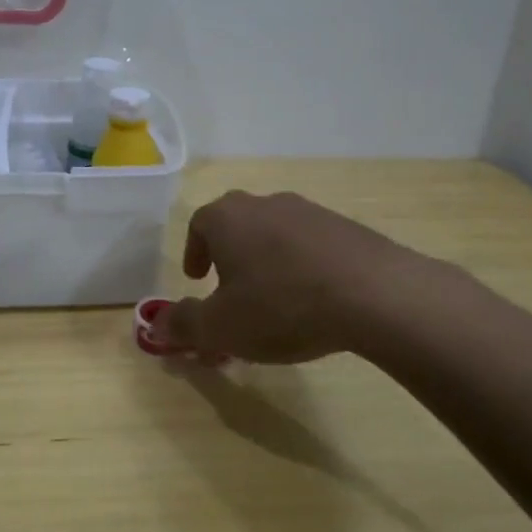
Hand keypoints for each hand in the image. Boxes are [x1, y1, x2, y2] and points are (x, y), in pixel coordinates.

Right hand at [157, 191, 433, 362]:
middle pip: (237, 226)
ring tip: (274, 302)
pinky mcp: (346, 228)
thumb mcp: (221, 327)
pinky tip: (314, 300)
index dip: (194, 252)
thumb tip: (157, 324)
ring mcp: (310, 212)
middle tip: (231, 292)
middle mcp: (266, 204)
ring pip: (275, 235)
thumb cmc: (281, 306)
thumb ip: (184, 325)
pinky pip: (310, 245)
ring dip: (267, 263)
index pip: (199, 225)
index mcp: (228, 218)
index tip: (198, 279)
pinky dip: (302, 267)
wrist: (374, 294)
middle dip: (229, 258)